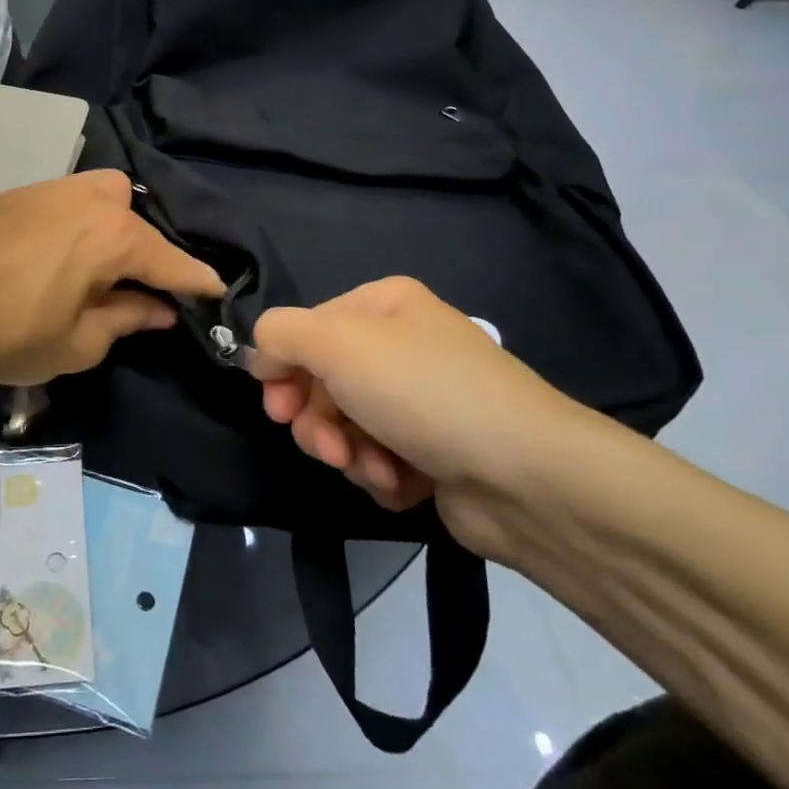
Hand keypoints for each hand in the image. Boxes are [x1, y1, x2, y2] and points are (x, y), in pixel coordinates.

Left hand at [0, 170, 225, 389]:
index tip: (216, 293)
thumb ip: (127, 319)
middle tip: (134, 285)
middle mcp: (88, 199)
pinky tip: (55, 254)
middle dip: (146, 246)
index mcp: (113, 236)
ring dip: (110, 226)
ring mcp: (48, 189)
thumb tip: (159, 310)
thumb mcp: (77, 343)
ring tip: (95, 266)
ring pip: (100, 195)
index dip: (197, 281)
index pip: (171, 260)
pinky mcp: (16, 194)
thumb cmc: (7, 333)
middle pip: (136, 212)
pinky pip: (65, 199)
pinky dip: (76, 221)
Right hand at [248, 277, 599, 554]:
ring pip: (345, 426)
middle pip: (322, 382)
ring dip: (348, 453)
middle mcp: (401, 346)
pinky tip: (400, 483)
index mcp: (383, 305)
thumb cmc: (423, 392)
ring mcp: (419, 401)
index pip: (306, 330)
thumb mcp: (337, 342)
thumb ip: (279, 334)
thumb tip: (262, 356)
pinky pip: (377, 459)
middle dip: (318, 421)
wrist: (526, 477)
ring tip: (374, 468)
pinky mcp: (433, 452)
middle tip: (329, 446)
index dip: (284, 369)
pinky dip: (379, 474)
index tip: (278, 406)